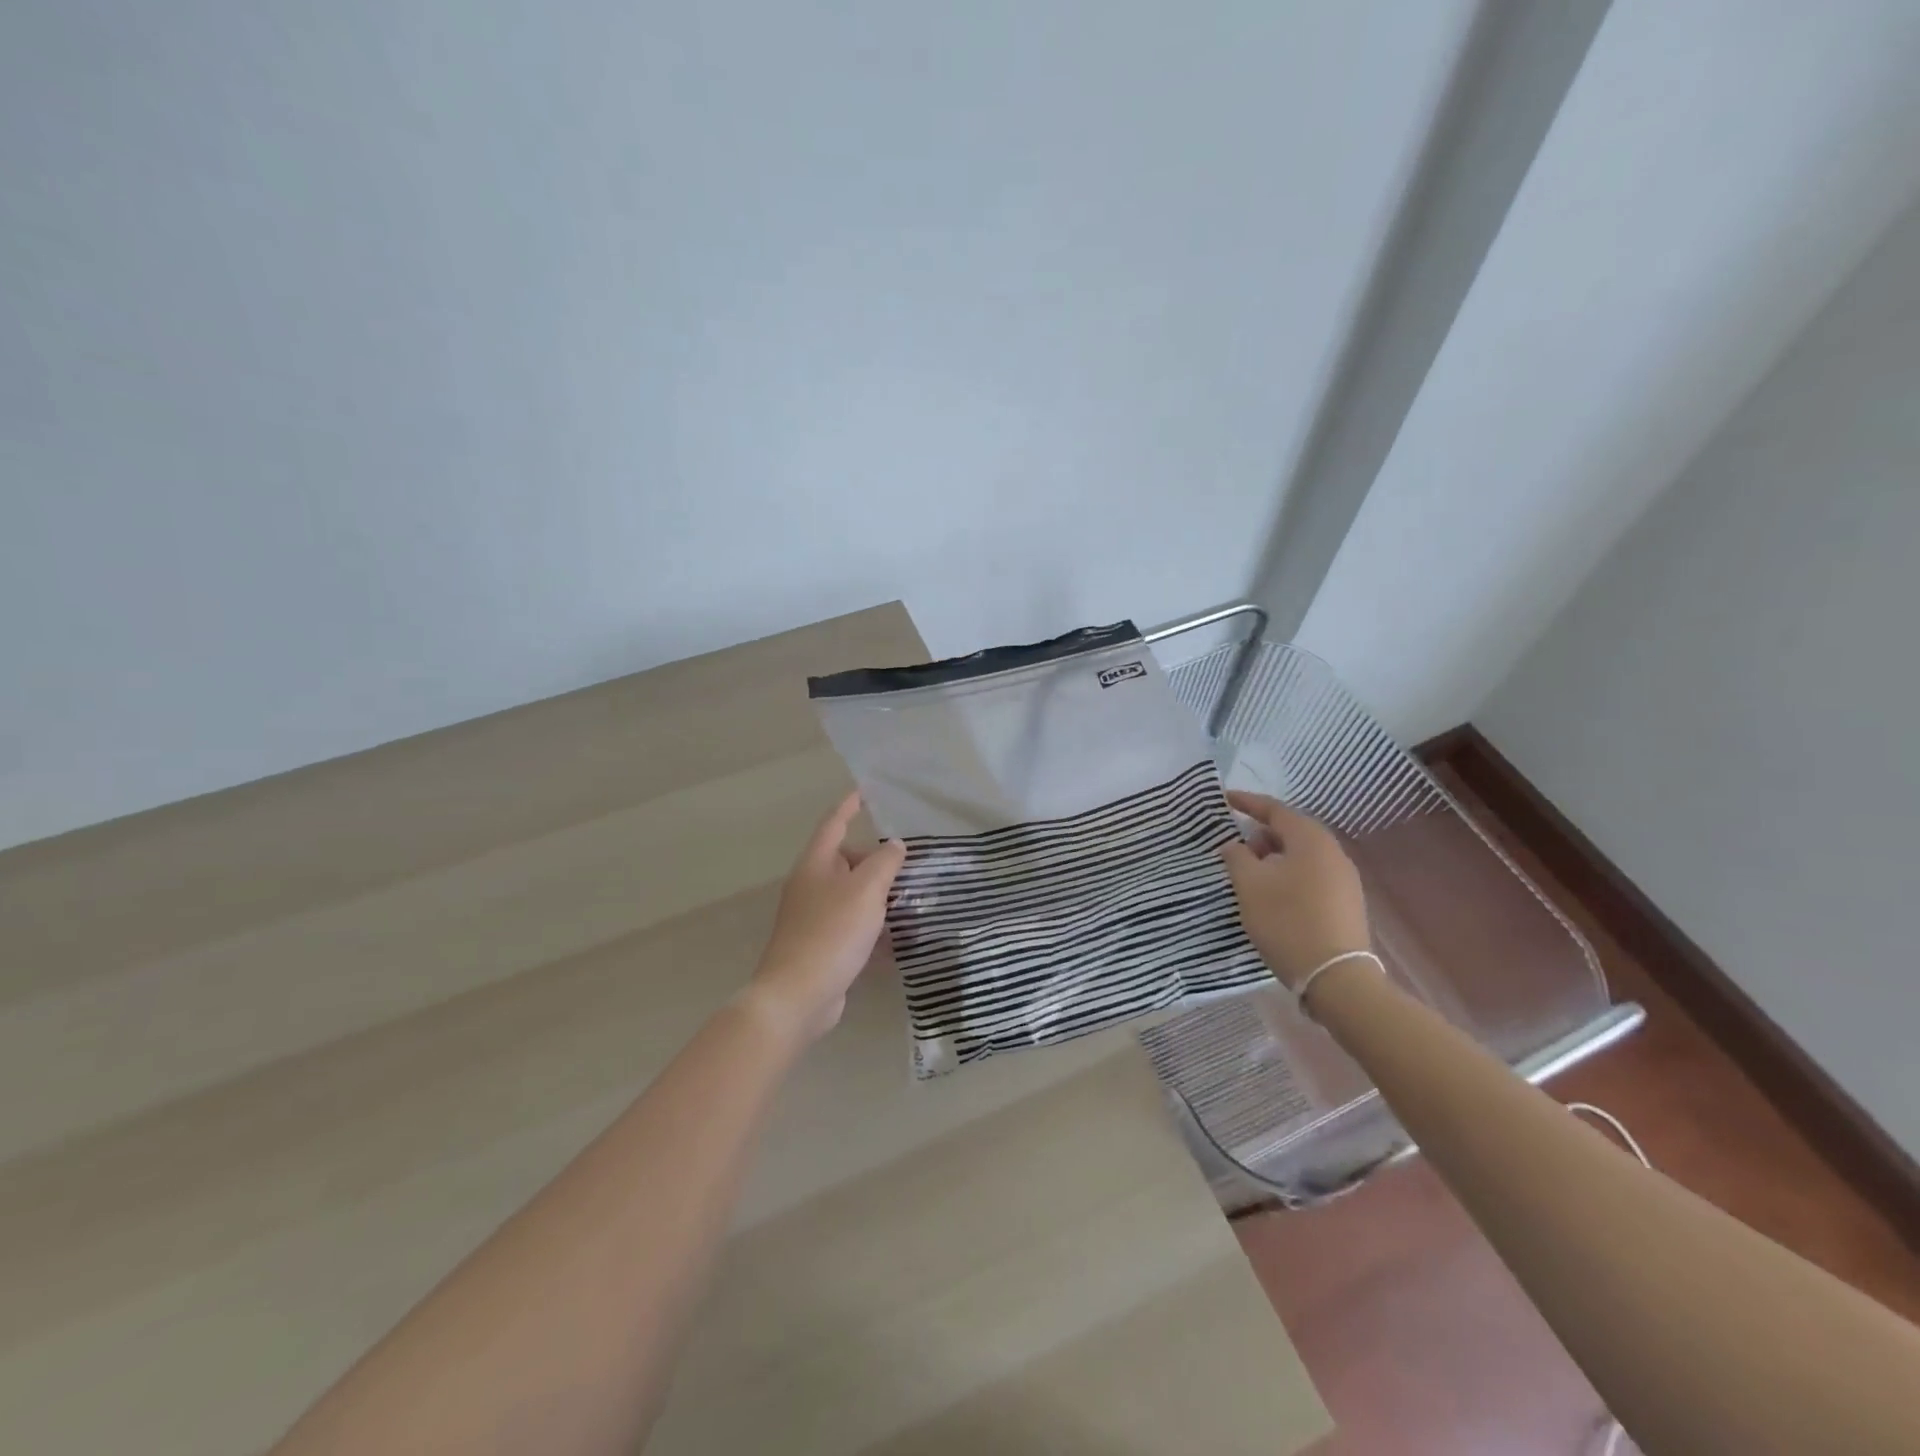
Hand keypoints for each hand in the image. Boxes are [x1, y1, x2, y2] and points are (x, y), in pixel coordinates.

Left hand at [745, 791, 906, 1044]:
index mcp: (815, 864)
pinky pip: (852, 925)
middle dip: (874, 859)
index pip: (834, 823)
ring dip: (877, 895)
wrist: (799, 995)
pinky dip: (873, 926)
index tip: (865, 791)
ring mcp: (813, 918)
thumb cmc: (832, 932)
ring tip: (911, 897)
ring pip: (851, 895)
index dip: (849, 806)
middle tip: (908, 862)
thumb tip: (894, 845)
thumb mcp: (866, 890)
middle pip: (845, 861)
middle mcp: (811, 886)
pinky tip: (897, 937)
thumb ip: (884, 862)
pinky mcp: (821, 946)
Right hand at [1218, 791, 1370, 990]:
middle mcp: (1333, 852)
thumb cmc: (1287, 921)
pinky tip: (1272, 894)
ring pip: (1302, 855)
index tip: (1224, 800)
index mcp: (1311, 840)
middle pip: (1292, 831)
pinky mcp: (1346, 903)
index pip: (1275, 810)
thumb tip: (1234, 844)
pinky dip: (1288, 875)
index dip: (1247, 803)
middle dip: (1261, 834)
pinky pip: (1311, 875)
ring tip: (1250, 873)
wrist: (1336, 977)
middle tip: (1235, 845)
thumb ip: (1237, 856)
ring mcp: (1344, 879)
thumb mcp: (1250, 885)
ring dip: (1274, 857)